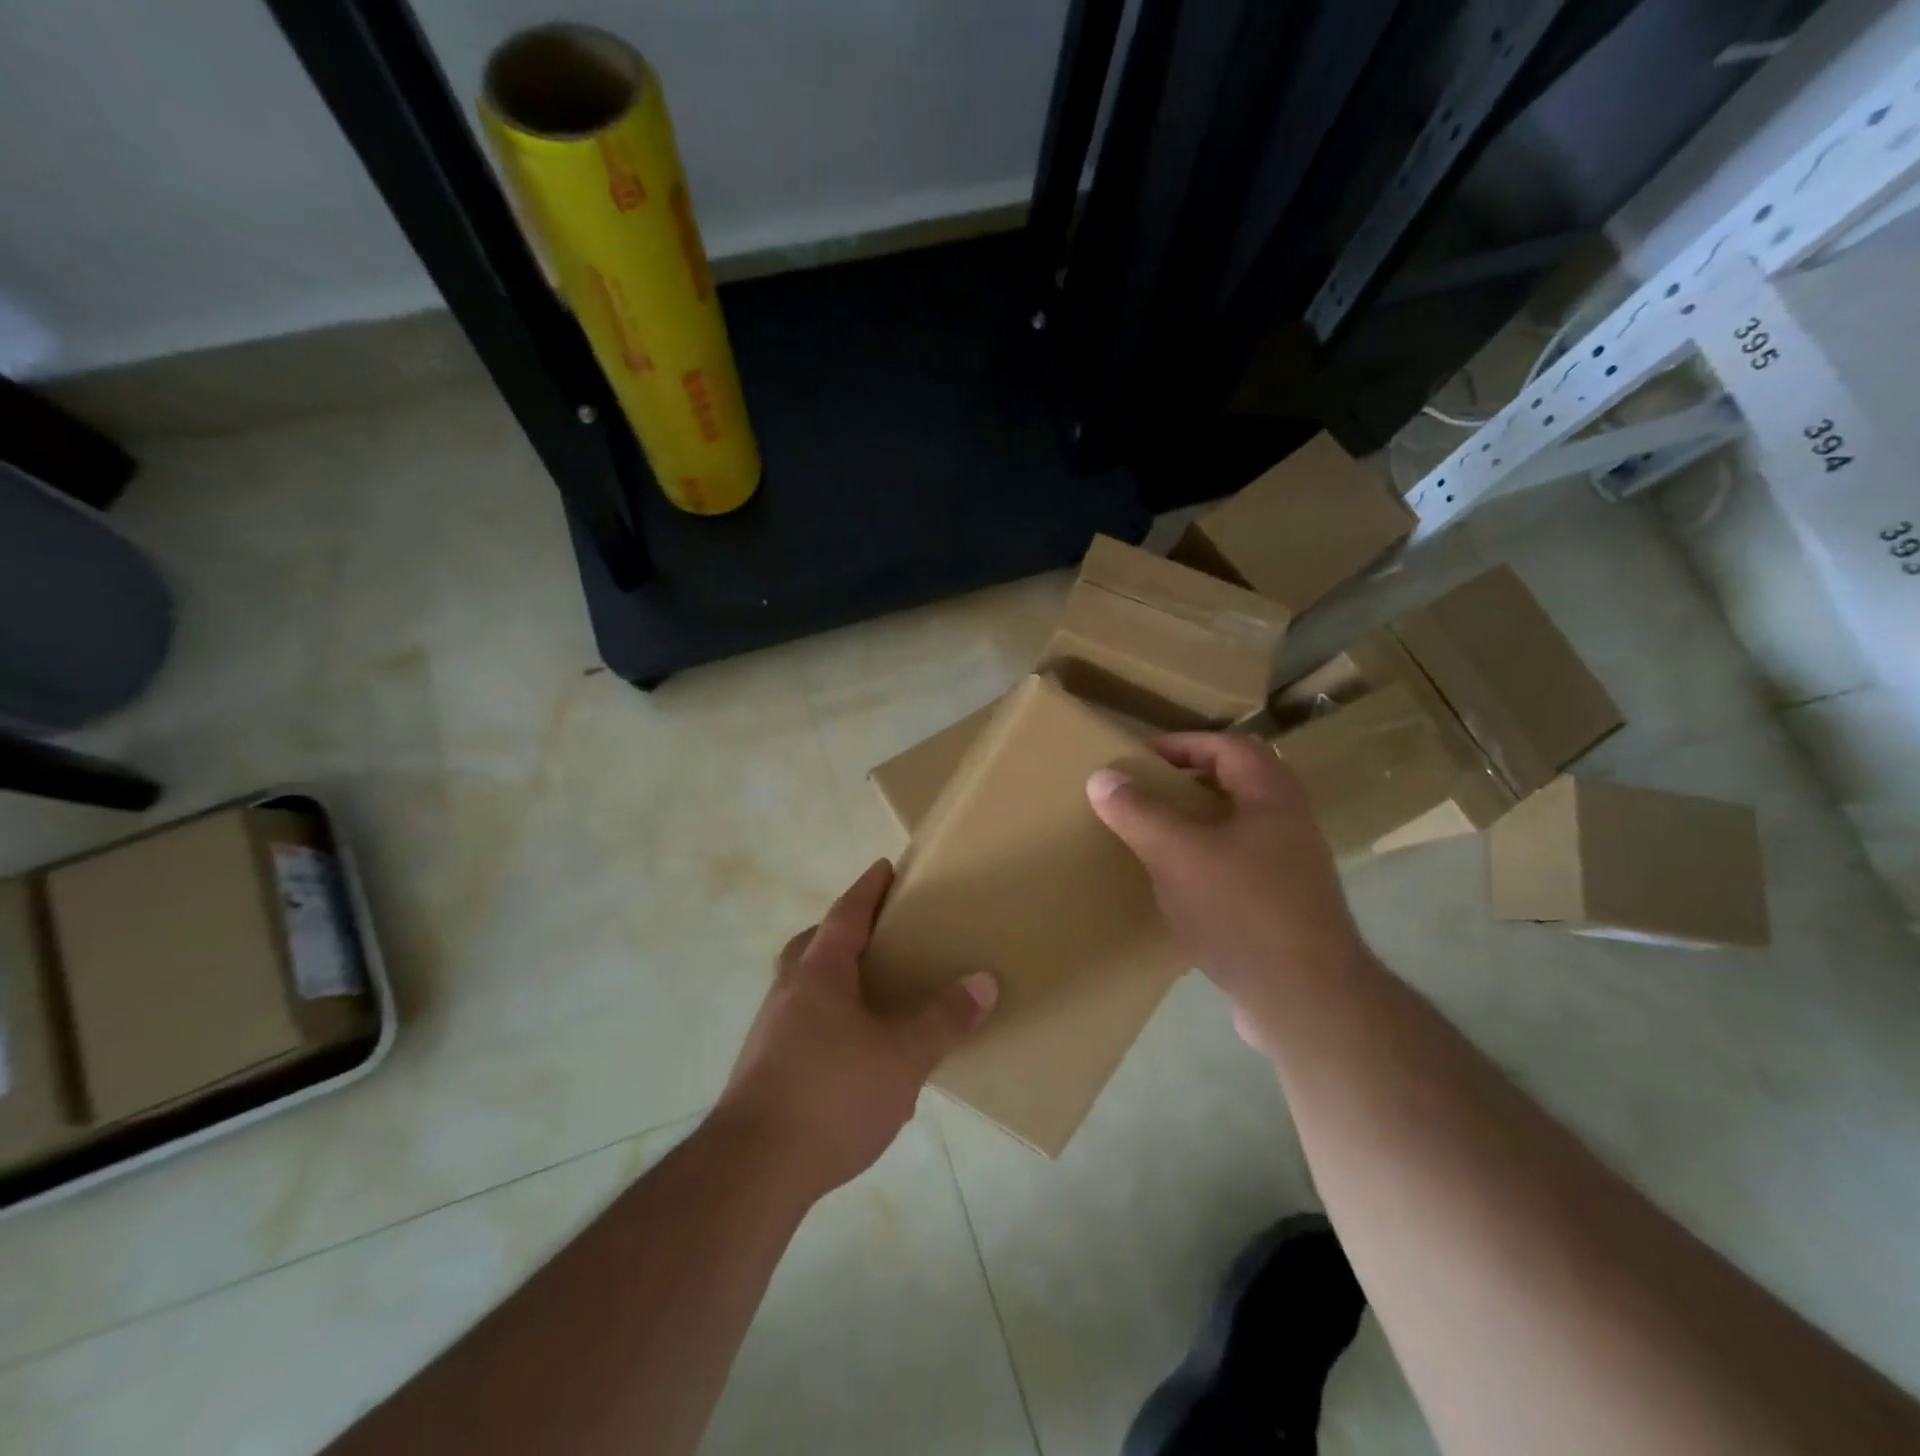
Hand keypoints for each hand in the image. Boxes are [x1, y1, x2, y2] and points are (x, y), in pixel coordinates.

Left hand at [716, 860, 997, 1201]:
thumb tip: (983, 981)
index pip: (845, 916)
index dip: (868, 890)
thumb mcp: (902, 1057)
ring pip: (803, 988)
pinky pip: (801, 1026)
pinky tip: (854, 1056)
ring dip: (833, 980)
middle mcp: (788, 993)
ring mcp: (770, 1033)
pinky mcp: (764, 1071)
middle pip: (811, 945)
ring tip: (871, 997)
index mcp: (818, 974)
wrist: (753, 1171)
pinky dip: (828, 1022)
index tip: (885, 867)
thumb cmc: (831, 1095)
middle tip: (875, 934)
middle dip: (841, 932)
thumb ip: (943, 1019)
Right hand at [1087, 734, 1366, 1049]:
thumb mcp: (1177, 854)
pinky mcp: (1283, 907)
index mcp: (1272, 795)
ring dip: (1195, 824)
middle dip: (1186, 783)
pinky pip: (1237, 866)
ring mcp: (1291, 868)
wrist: (1305, 999)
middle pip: (1234, 784)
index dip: (1181, 744)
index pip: (1226, 746)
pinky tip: (1175, 887)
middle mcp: (1289, 823)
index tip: (1139, 758)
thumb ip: (1138, 812)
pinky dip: (1204, 862)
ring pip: (1235, 827)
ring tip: (1152, 836)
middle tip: (1143, 793)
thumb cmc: (1242, 909)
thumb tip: (1102, 776)